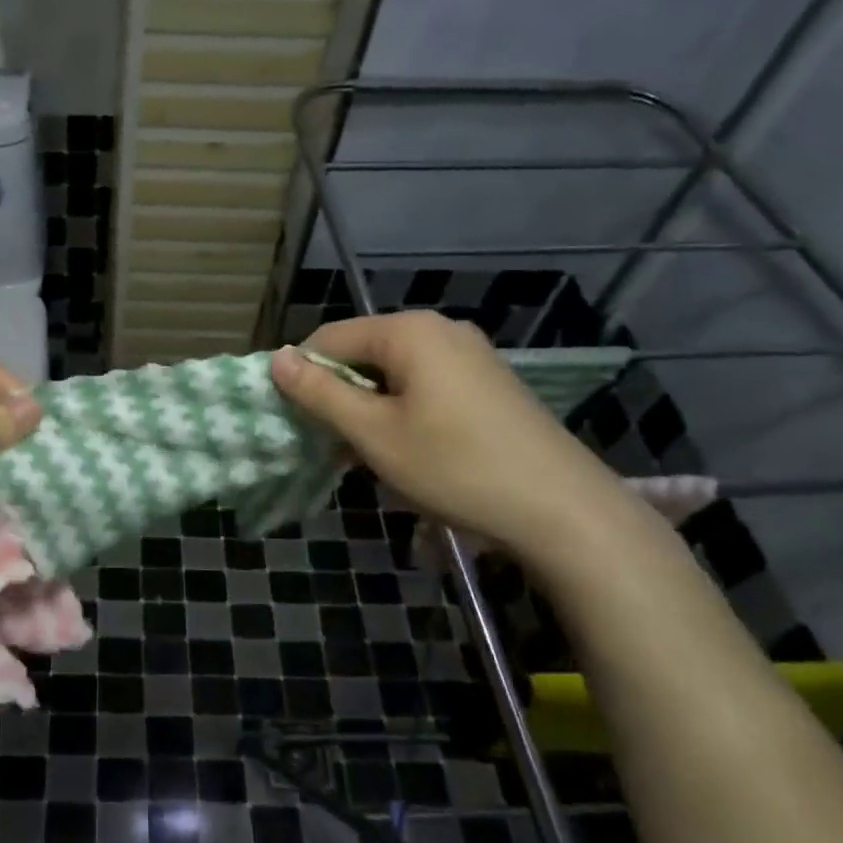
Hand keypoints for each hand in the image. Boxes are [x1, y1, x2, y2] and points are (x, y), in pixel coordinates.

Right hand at [270, 312, 631, 563]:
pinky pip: (426, 387)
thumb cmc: (456, 466)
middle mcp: (441, 330)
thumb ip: (320, 394)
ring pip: (394, 374)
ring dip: (370, 410)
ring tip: (369, 457)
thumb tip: (277, 359)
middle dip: (340, 397)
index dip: (303, 376)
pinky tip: (410, 454)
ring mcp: (471, 356)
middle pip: (364, 354)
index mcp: (409, 331)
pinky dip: (404, 414)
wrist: (564, 512)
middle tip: (332, 445)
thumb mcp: (374, 433)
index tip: (294, 420)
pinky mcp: (490, 384)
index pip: (330, 338)